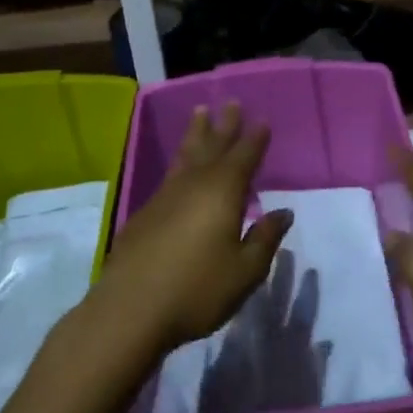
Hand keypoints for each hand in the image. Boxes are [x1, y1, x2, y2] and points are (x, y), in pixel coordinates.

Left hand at [90, 102, 292, 357]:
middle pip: (212, 146)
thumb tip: (283, 211)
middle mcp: (193, 184)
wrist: (129, 310)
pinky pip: (169, 175)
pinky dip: (180, 162)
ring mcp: (165, 197)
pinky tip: (180, 169)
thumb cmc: (197, 289)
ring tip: (200, 113)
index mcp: (222, 192)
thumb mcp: (245, 271)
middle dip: (224, 125)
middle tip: (230, 102)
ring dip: (196, 134)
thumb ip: (265, 238)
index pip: (244, 157)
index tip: (262, 120)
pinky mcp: (144, 214)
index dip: (254, 139)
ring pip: (185, 156)